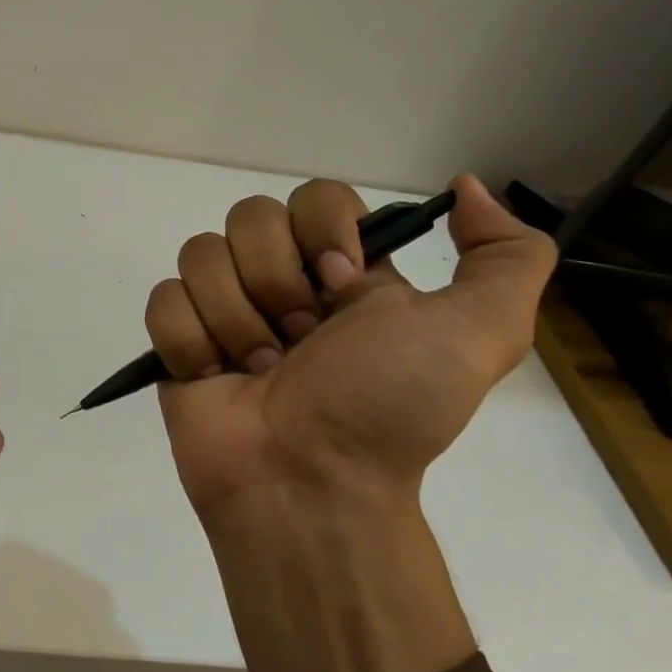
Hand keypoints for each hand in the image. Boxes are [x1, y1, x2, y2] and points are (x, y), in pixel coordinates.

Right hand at [144, 174, 554, 671]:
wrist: (309, 483)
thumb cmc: (388, 407)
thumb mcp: (480, 334)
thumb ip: (507, 256)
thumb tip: (465, 188)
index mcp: (344, 269)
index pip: (315, 195)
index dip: (322, 232)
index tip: (342, 288)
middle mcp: (282, 279)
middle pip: (248, 216)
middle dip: (276, 283)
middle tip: (299, 342)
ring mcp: (224, 308)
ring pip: (200, 254)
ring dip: (235, 320)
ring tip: (258, 372)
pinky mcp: (179, 340)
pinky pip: (164, 298)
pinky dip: (192, 341)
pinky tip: (215, 377)